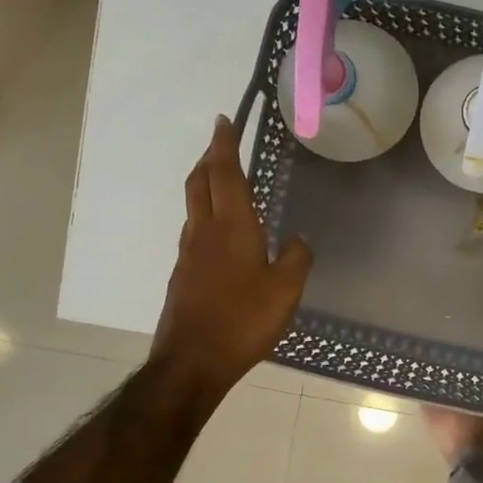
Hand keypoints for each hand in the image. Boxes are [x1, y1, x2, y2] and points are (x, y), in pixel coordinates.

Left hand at [153, 116, 312, 396]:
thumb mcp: (286, 289)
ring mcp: (189, 254)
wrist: (192, 361)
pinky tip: (222, 233)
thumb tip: (299, 238)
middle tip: (221, 143)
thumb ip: (297, 257)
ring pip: (194, 206)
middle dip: (209, 158)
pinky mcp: (183, 275)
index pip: (225, 174)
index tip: (224, 121)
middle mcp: (204, 232)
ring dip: (205, 184)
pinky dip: (206, 215)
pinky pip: (195, 231)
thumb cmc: (244, 320)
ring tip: (222, 180)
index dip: (224, 145)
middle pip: (199, 182)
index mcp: (232, 227)